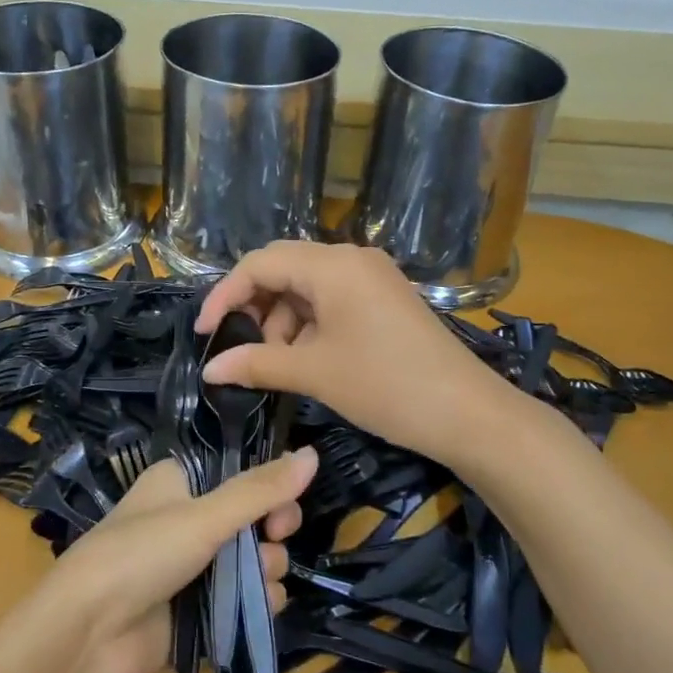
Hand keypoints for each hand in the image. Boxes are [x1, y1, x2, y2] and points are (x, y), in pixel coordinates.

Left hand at [42, 450, 312, 672]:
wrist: (88, 637)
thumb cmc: (141, 555)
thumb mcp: (204, 516)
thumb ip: (261, 489)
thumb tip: (312, 453)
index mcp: (181, 481)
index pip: (241, 473)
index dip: (269, 487)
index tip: (283, 505)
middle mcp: (189, 518)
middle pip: (254, 517)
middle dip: (272, 532)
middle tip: (274, 540)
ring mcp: (194, 566)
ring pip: (255, 559)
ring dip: (267, 570)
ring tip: (258, 582)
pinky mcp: (200, 608)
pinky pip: (246, 597)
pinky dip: (257, 602)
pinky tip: (257, 609)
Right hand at [196, 242, 512, 470]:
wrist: (468, 413)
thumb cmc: (385, 385)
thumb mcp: (314, 373)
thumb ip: (256, 364)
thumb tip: (208, 370)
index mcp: (332, 265)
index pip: (261, 263)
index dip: (225, 294)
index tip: (204, 332)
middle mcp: (351, 259)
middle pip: (283, 268)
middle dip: (255, 306)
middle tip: (239, 347)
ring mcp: (371, 277)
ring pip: (307, 287)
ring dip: (283, 321)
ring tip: (278, 364)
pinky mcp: (383, 298)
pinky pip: (332, 300)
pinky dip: (310, 325)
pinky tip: (307, 359)